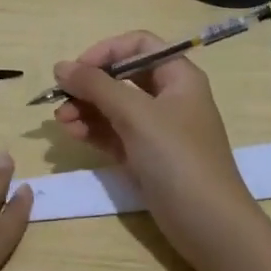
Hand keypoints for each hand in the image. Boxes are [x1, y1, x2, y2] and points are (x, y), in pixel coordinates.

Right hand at [51, 31, 261, 257]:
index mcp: (178, 77)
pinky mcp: (146, 157)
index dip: (107, 51)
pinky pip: (114, 133)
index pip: (139, 45)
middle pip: (122, 76)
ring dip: (85, 109)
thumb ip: (96, 86)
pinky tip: (73, 134)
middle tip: (60, 98)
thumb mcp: (136, 115)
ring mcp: (157, 129)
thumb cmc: (178, 158)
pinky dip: (93, 131)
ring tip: (61, 122)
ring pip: (114, 107)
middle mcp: (168, 98)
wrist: (210, 225)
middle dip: (89, 85)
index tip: (79, 69)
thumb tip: (61, 66)